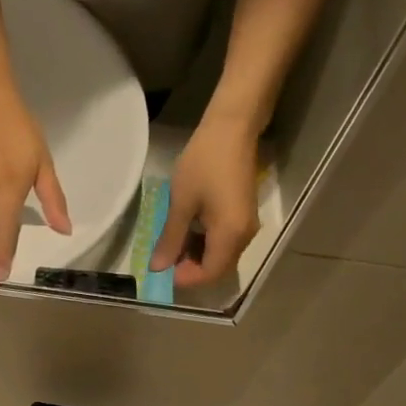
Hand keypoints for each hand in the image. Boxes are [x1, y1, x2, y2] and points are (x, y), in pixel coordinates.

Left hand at [151, 113, 262, 287]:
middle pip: (217, 269)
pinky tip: (187, 231)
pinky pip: (225, 242)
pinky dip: (205, 244)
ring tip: (171, 243)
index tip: (161, 270)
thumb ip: (171, 239)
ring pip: (221, 256)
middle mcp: (244, 237)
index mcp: (230, 236)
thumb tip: (158, 268)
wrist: (233, 127)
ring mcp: (247, 226)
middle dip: (189, 269)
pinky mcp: (244, 216)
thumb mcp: (181, 203)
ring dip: (196, 256)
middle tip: (163, 258)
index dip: (184, 278)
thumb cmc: (204, 162)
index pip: (208, 274)